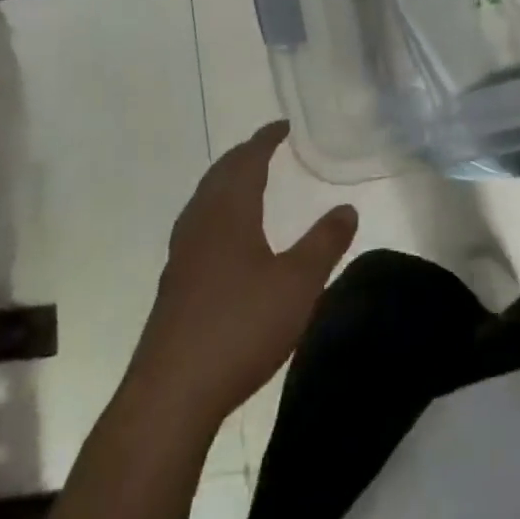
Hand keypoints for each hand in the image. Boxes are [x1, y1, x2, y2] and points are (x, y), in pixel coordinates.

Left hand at [136, 122, 357, 419]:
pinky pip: (197, 224)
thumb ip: (325, 243)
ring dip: (226, 181)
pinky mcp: (174, 284)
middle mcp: (201, 223)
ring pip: (204, 200)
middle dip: (244, 155)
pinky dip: (216, 209)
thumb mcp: (298, 284)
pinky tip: (223, 237)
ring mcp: (182, 254)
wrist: (171, 394)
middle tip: (266, 146)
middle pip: (220, 174)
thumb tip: (348, 206)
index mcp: (229, 212)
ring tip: (245, 181)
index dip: (265, 139)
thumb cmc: (240, 327)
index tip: (282, 125)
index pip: (248, 160)